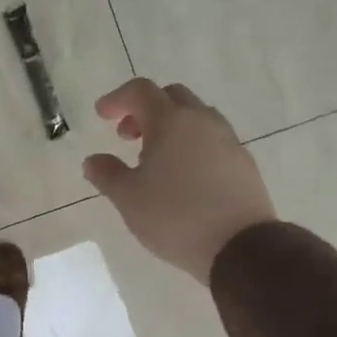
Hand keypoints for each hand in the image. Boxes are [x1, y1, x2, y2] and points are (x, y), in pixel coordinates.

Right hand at [82, 79, 277, 280]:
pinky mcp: (243, 162)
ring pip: (195, 117)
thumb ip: (106, 174)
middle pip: (171, 97)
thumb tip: (93, 160)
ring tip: (154, 159)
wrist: (239, 246)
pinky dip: (190, 145)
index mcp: (171, 121)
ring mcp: (227, 140)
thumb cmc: (174, 216)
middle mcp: (202, 121)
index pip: (140, 91)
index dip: (117, 99)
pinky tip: (182, 176)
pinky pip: (211, 140)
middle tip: (127, 136)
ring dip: (170, 127)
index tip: (101, 115)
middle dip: (145, 109)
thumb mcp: (127, 198)